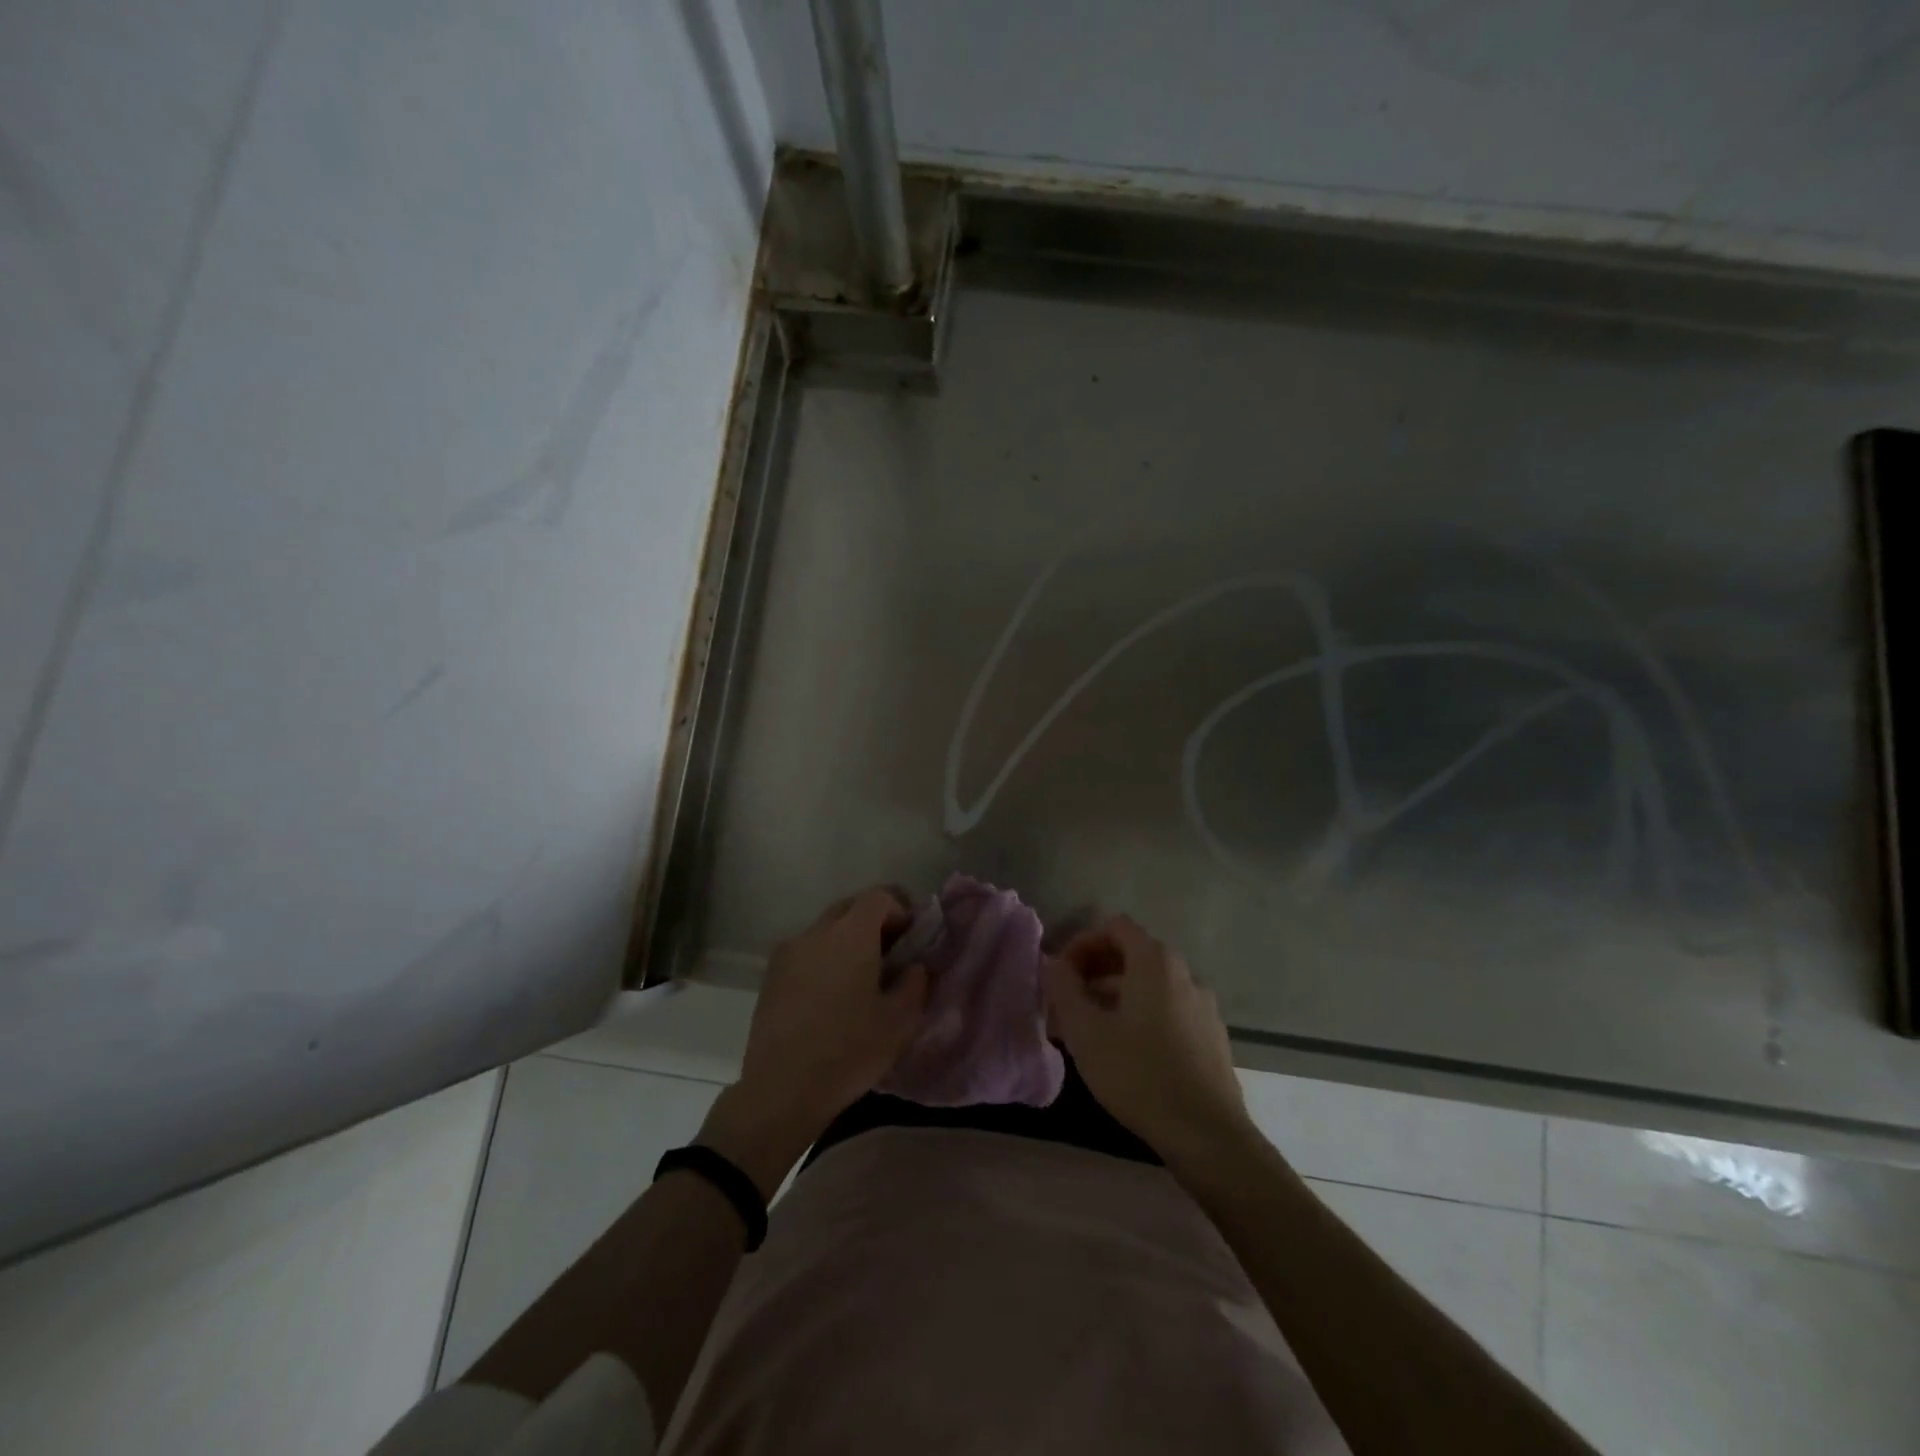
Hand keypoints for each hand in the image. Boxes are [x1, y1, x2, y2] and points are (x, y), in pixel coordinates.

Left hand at [705, 889, 929, 1193]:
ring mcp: (788, 952)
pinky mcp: (770, 976)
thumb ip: (914, 983)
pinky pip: (805, 952)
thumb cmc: (849, 1051)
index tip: (911, 940)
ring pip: (825, 930)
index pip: (879, 896)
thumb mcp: (900, 1021)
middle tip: (889, 956)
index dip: (900, 910)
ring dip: (846, 942)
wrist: (781, 1090)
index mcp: (851, 934)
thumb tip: (913, 967)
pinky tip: (829, 998)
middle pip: (850, 907)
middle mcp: (816, 931)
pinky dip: (823, 960)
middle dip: (873, 923)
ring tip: (858, 980)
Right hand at [1044, 915, 1251, 1161]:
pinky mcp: (1212, 1036)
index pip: (1114, 927)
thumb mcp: (1086, 1032)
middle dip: (1094, 974)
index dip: (1082, 943)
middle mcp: (1184, 973)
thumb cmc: (1139, 1075)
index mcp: (1155, 962)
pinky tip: (1125, 1053)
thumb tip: (1054, 964)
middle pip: (1132, 955)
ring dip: (1115, 998)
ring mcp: (1203, 1005)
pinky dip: (1141, 1016)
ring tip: (1090, 1033)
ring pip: (1149, 986)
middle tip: (1067, 1006)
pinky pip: (1168, 1010)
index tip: (1061, 975)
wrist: (1208, 1135)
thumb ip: (1064, 989)